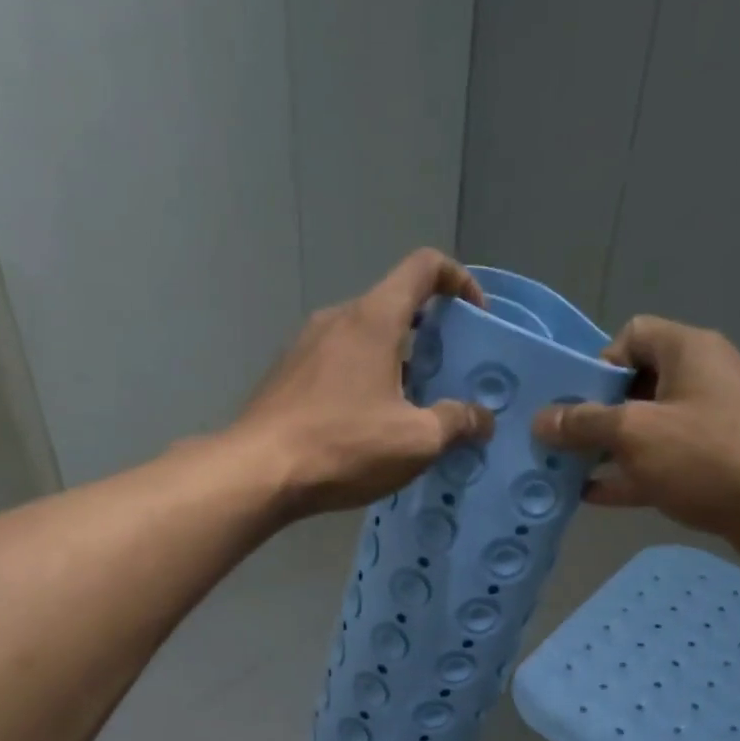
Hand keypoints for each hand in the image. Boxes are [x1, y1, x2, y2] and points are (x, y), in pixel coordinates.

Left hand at [229, 249, 495, 518]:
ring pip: (365, 337)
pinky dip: (364, 378)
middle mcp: (337, 318)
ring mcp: (306, 344)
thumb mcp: (415, 440)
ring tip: (410, 409)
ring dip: (396, 361)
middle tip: (447, 378)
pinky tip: (367, 424)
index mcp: (374, 319)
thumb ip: (456, 422)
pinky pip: (338, 361)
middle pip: (394, 305)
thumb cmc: (343, 446)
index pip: (423, 267)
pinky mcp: (287, 374)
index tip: (475, 316)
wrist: (257, 472)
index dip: (458, 280)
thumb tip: (482, 418)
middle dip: (430, 335)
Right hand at [532, 316, 739, 565]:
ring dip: (606, 447)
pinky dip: (628, 473)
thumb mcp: (635, 434)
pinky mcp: (711, 463)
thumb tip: (541, 419)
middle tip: (561, 441)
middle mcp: (700, 379)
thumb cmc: (707, 457)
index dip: (599, 364)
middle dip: (594, 413)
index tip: (578, 402)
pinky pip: (659, 460)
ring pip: (645, 427)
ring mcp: (708, 423)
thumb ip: (584, 423)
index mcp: (688, 351)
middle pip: (634, 384)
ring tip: (565, 469)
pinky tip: (592, 496)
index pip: (631, 335)